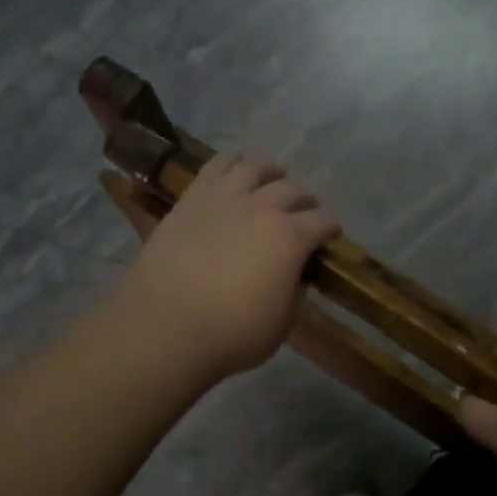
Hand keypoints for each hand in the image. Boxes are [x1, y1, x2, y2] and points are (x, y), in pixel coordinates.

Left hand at [119, 153, 341, 381]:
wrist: (165, 327)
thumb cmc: (231, 334)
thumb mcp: (282, 324)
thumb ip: (294, 293)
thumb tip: (295, 276)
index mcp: (291, 238)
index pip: (322, 223)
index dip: (330, 229)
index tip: (331, 236)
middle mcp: (262, 208)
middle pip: (293, 191)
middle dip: (304, 201)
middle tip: (303, 212)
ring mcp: (225, 198)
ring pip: (255, 168)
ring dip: (271, 173)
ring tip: (272, 178)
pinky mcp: (192, 199)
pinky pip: (216, 166)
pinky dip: (231, 161)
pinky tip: (235, 165)